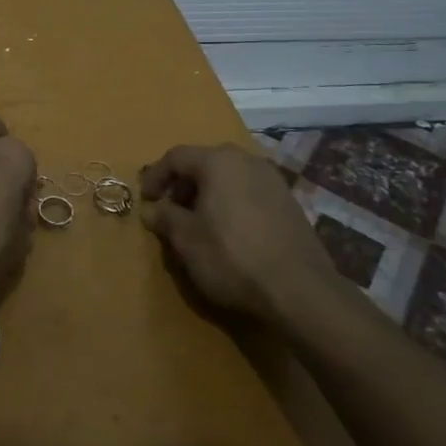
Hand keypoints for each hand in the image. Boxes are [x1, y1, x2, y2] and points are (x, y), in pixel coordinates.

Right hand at [139, 143, 334, 321]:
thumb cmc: (232, 257)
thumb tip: (151, 209)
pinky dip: (232, 202)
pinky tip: (230, 231)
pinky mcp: (289, 201)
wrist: (299, 289)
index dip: (156, 176)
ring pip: (230, 176)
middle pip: (205, 162)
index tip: (146, 199)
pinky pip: (249, 191)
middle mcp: (247, 160)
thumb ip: (164, 218)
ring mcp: (273, 179)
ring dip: (208, 193)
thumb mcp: (186, 240)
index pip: (176, 157)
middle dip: (183, 184)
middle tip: (171, 209)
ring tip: (199, 222)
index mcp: (218, 161)